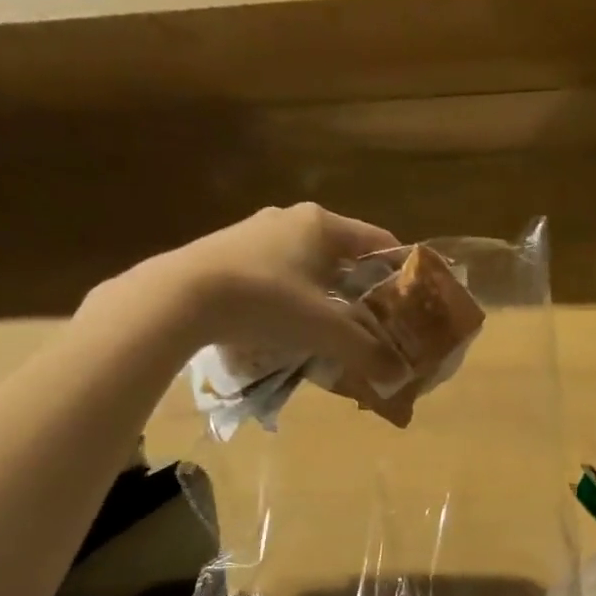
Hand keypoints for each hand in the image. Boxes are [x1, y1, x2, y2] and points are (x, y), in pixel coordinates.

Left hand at [81, 202, 407, 390]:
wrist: (181, 296)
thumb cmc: (267, 300)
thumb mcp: (325, 330)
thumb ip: (366, 351)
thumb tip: (397, 376)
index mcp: (323, 224)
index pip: (378, 240)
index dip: (400, 270)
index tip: (413, 300)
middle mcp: (292, 219)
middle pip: (344, 255)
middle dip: (363, 289)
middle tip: (378, 323)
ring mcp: (256, 233)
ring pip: (309, 265)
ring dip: (327, 295)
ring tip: (336, 330)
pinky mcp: (230, 252)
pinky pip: (278, 274)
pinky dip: (294, 297)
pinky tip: (290, 326)